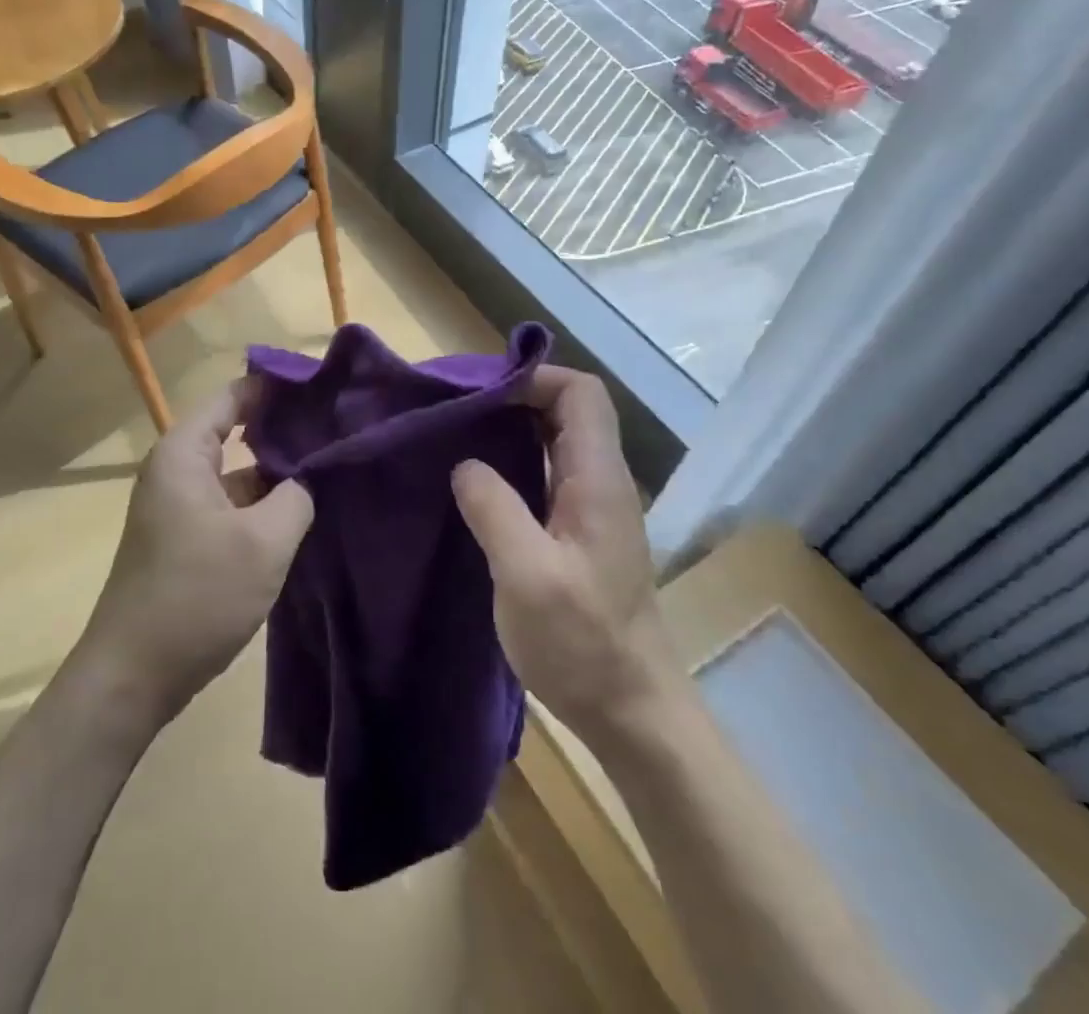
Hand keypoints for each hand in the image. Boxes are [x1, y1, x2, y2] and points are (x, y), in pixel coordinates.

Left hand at [74, 380, 313, 728]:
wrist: (133, 676)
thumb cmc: (196, 596)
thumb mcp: (263, 543)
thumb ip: (297, 496)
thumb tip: (312, 475)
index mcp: (184, 453)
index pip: (235, 395)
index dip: (278, 386)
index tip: (324, 386)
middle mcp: (178, 470)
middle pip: (236, 430)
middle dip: (284, 428)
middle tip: (338, 426)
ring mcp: (181, 506)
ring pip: (237, 471)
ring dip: (277, 469)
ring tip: (330, 464)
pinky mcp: (188, 538)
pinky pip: (231, 503)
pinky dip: (263, 502)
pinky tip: (303, 510)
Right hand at [452, 366, 679, 744]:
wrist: (632, 710)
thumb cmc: (582, 643)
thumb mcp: (526, 575)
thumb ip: (494, 508)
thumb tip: (465, 463)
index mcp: (597, 479)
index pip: (580, 393)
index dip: (534, 378)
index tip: (479, 392)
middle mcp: (602, 482)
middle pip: (568, 410)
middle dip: (514, 397)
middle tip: (457, 409)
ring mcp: (593, 508)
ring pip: (555, 441)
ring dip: (510, 429)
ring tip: (457, 436)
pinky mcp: (580, 532)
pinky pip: (546, 473)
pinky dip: (513, 461)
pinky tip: (477, 482)